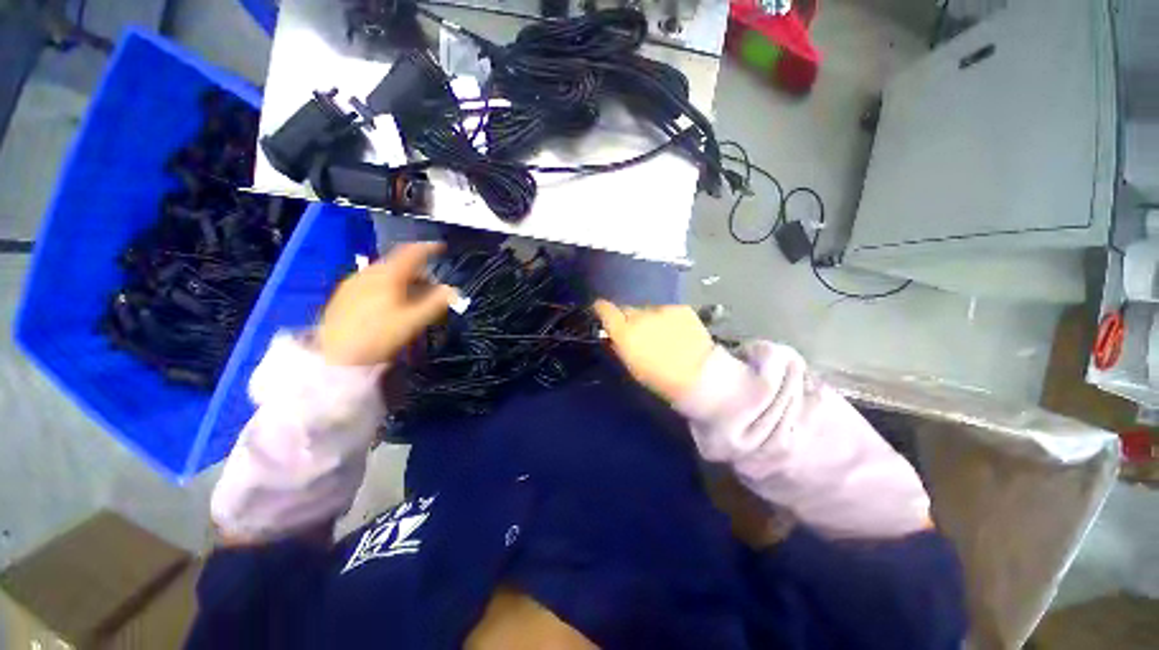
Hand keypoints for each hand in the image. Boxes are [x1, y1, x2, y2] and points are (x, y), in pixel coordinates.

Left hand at [318, 242, 456, 365]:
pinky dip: (387, 285)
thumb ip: (436, 303)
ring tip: (412, 297)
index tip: (440, 248)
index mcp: (387, 276)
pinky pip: (372, 281)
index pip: (411, 253)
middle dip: (417, 270)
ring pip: (384, 272)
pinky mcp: (343, 295)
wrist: (336, 356)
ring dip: (402, 279)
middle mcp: (368, 273)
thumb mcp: (413, 321)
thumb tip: (452, 290)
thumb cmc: (379, 336)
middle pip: (397, 263)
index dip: (428, 248)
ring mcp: (353, 283)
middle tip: (430, 286)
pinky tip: (390, 303)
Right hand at [592, 300, 714, 402]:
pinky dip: (668, 319)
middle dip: (629, 319)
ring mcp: (661, 310)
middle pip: (627, 310)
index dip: (602, 309)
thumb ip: (619, 346)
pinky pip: (667, 311)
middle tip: (638, 333)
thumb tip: (612, 335)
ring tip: (662, 335)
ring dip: (650, 319)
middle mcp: (640, 316)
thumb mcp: (631, 366)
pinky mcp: (681, 308)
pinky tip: (678, 332)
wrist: (698, 376)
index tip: (601, 311)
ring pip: (648, 310)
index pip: (605, 309)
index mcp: (624, 332)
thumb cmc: (659, 379)